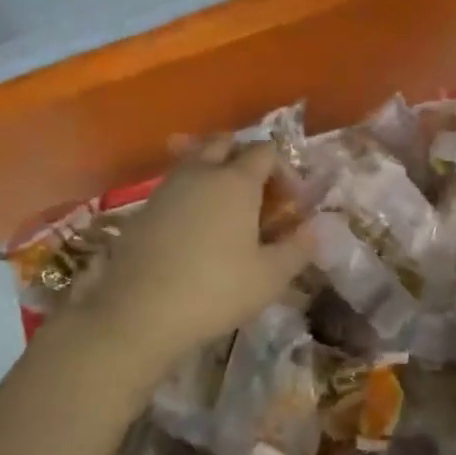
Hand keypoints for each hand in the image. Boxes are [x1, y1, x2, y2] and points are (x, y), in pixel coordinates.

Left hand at [83, 138, 311, 363]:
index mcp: (236, 180)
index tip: (290, 202)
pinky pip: (174, 185)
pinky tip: (195, 227)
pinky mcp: (143, 208)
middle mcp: (201, 172)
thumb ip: (298, 248)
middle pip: (224, 142)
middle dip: (244, 157)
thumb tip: (316, 228)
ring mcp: (167, 187)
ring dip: (214, 171)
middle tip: (257, 193)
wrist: (139, 312)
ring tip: (226, 208)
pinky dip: (190, 193)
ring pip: (194, 159)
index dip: (283, 169)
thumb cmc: (216, 290)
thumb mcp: (270, 276)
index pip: (265, 151)